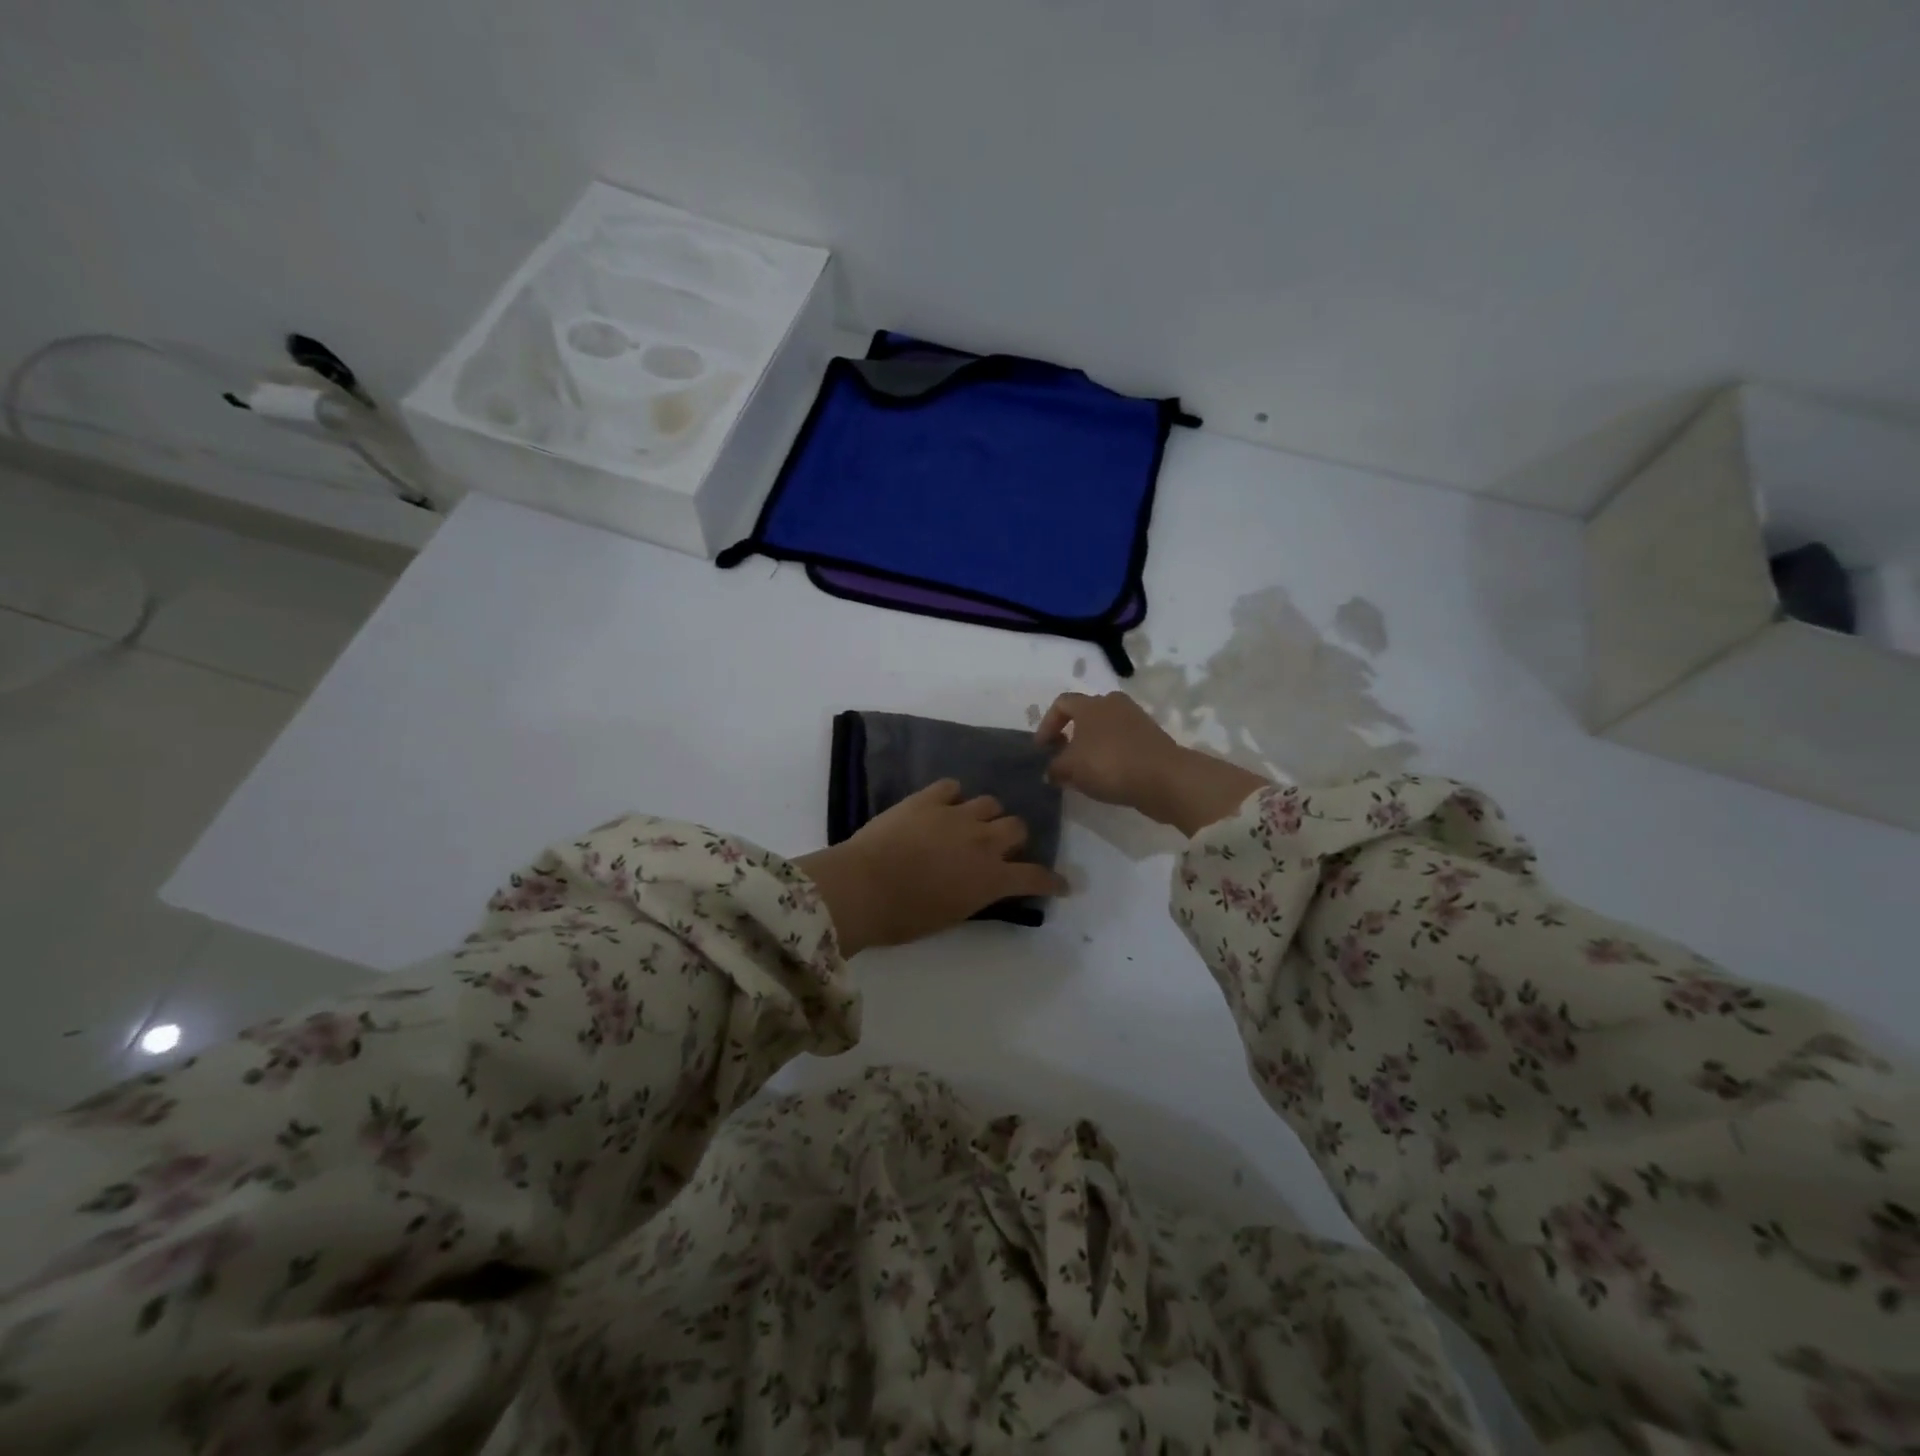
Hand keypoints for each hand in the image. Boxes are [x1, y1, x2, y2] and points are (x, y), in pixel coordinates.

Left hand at [795, 780, 1067, 954]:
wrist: (862, 887)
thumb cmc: (904, 917)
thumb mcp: (951, 915)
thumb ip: (975, 895)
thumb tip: (979, 885)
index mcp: (991, 878)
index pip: (1035, 876)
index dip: (1052, 880)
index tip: (1061, 883)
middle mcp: (983, 841)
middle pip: (1017, 827)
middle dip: (1013, 838)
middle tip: (998, 848)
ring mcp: (956, 815)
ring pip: (990, 803)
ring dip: (985, 815)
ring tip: (970, 823)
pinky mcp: (927, 799)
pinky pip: (952, 786)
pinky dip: (952, 797)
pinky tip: (943, 804)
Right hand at [1035, 691, 1268, 836]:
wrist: (1164, 777)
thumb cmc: (1109, 764)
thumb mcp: (1071, 768)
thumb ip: (1055, 768)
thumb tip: (1050, 771)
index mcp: (1090, 704)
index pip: (1061, 703)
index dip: (1046, 724)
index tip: (1042, 748)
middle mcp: (1113, 704)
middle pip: (1085, 714)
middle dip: (1070, 734)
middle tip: (1062, 757)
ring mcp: (1136, 719)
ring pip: (1104, 728)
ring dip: (1091, 745)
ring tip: (1084, 770)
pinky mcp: (1151, 737)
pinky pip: (1122, 741)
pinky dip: (1110, 754)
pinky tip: (1107, 776)